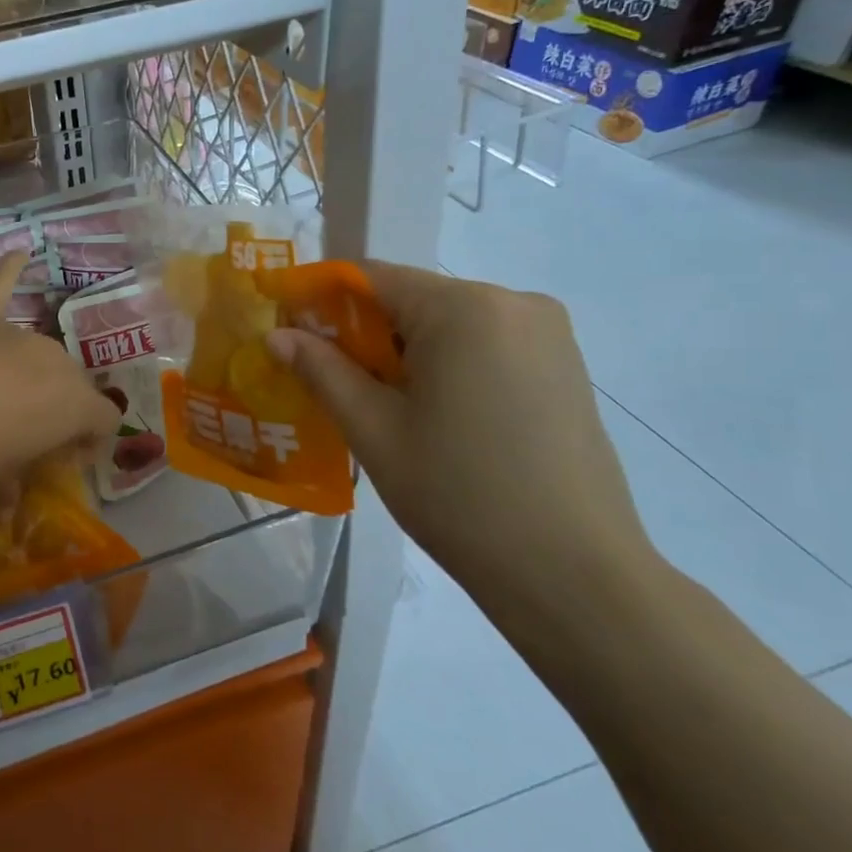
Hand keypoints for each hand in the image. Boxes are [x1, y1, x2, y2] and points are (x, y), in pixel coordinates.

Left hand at [0, 253, 118, 495]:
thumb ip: (9, 489)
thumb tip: (7, 503)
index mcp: (75, 405)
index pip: (105, 421)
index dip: (92, 440)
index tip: (68, 457)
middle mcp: (57, 362)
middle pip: (73, 385)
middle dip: (59, 408)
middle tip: (28, 434)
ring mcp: (19, 334)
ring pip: (39, 352)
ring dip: (30, 372)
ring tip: (2, 395)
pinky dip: (8, 271)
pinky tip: (19, 251)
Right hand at [265, 262, 660, 618]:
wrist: (574, 574)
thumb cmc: (459, 495)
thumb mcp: (374, 430)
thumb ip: (322, 371)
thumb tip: (277, 335)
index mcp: (464, 308)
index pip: (372, 277)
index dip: (321, 301)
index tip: (290, 335)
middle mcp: (513, 303)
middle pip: (411, 299)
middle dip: (363, 333)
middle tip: (329, 383)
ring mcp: (548, 334)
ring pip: (447, 324)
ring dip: (404, 353)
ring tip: (381, 408)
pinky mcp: (565, 366)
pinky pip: (484, 345)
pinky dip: (446, 365)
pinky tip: (435, 417)